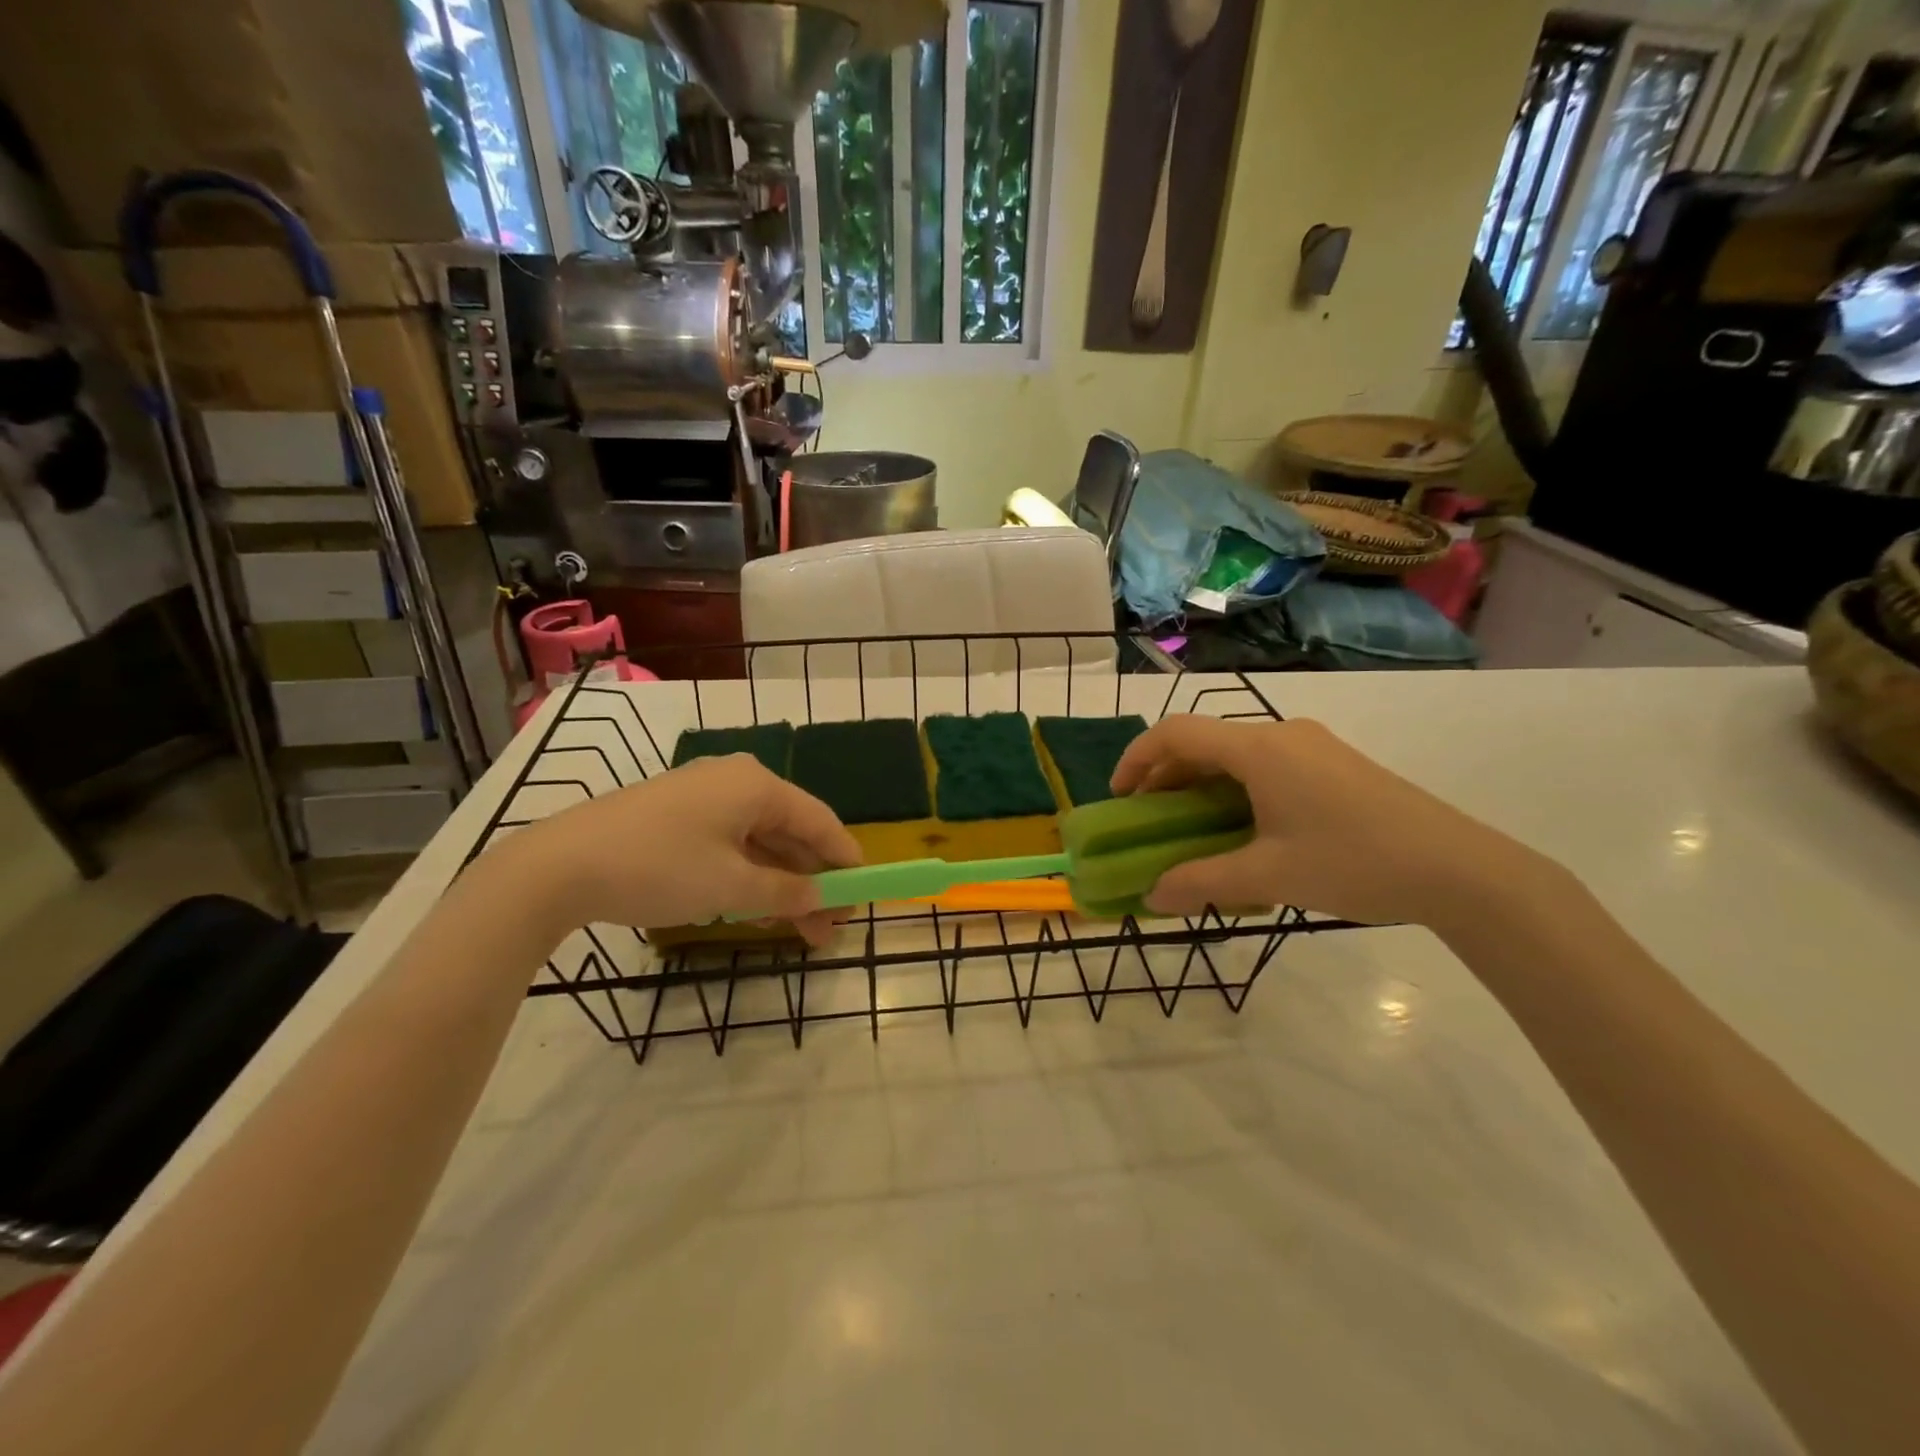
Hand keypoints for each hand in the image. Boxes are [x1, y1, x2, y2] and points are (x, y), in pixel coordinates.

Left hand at [502, 754, 861, 944]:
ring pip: (760, 842)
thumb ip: (785, 893)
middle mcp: (735, 782)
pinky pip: (730, 845)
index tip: (863, 894)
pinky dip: (748, 877)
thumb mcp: (730, 887)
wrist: (558, 866)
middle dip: (812, 882)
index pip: (820, 820)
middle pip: (791, 833)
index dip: (845, 859)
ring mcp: (703, 798)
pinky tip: (753, 910)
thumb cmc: (659, 867)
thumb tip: (819, 898)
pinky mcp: (676, 816)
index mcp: (757, 786)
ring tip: (796, 932)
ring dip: (781, 886)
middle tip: (828, 929)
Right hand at [1111, 715, 1545, 927]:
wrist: (1460, 869)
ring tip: (1191, 827)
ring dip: (1202, 784)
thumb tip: (1152, 895)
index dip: (1136, 758)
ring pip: (1236, 753)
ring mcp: (1312, 746)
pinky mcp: (1334, 764)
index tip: (1119, 797)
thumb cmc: (1354, 862)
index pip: (1176, 733)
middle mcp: (1282, 734)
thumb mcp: (1268, 876)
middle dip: (1166, 776)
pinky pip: (1266, 764)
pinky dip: (1235, 788)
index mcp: (1258, 748)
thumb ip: (1201, 882)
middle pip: (1204, 741)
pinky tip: (1244, 828)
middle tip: (1149, 819)